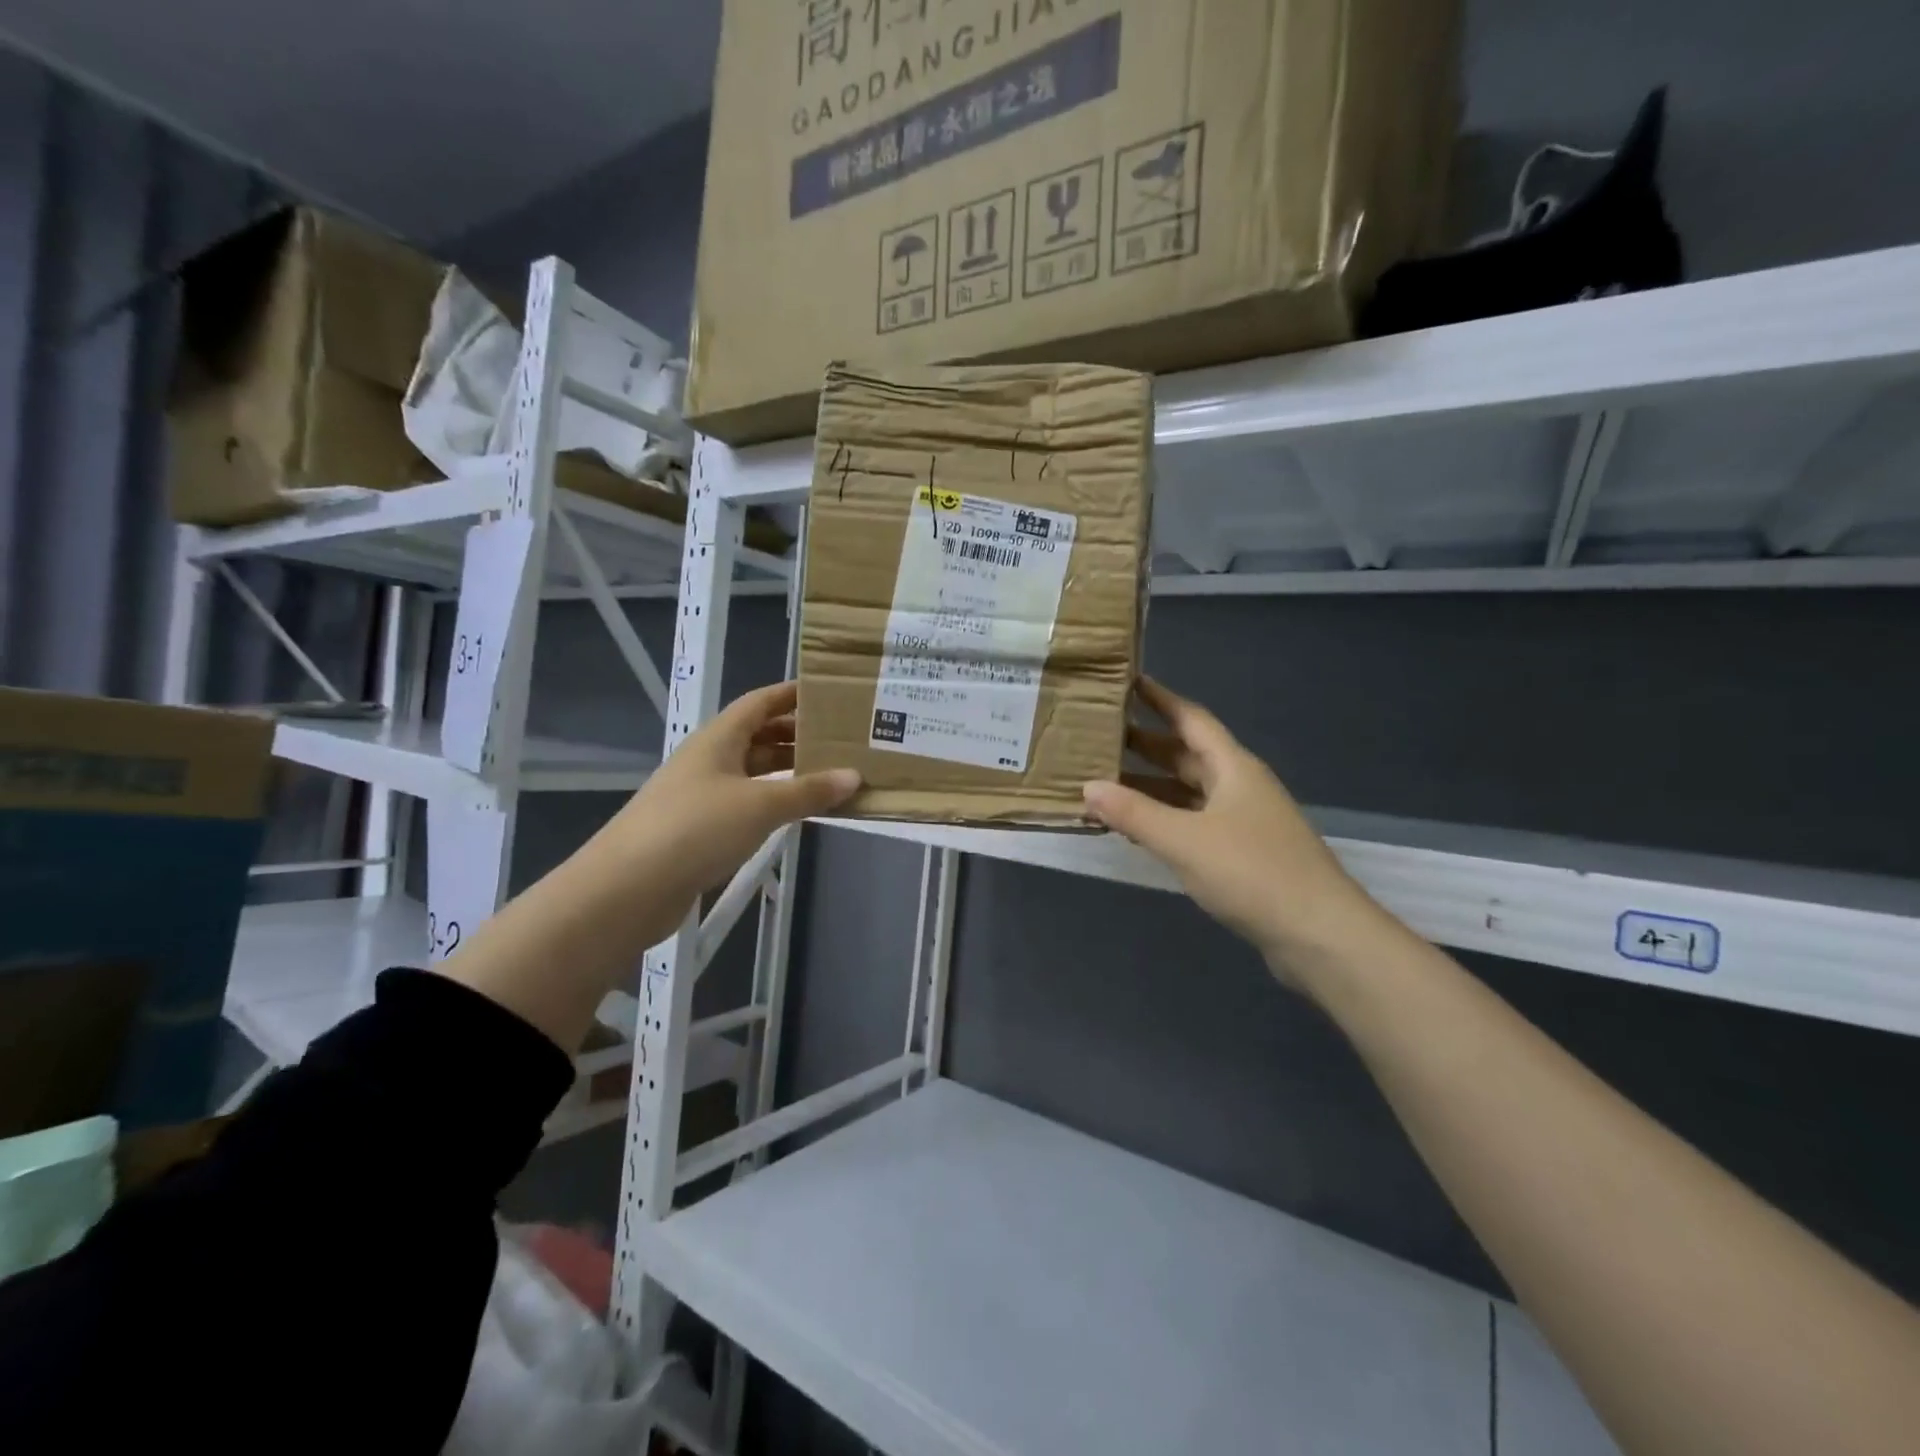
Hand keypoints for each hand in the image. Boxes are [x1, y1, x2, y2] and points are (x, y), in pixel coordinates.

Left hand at [605, 680, 859, 909]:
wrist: (628, 888)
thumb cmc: (697, 828)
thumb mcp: (760, 805)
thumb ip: (808, 791)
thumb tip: (854, 776)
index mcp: (718, 738)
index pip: (760, 702)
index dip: (791, 695)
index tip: (830, 693)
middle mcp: (709, 759)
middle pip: (758, 736)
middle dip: (797, 735)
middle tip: (842, 738)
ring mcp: (702, 794)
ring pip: (753, 771)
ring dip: (788, 771)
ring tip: (831, 773)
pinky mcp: (700, 828)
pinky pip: (746, 802)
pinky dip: (774, 801)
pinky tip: (797, 811)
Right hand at [1082, 678, 1379, 975]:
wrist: (1318, 934)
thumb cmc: (1252, 872)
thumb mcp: (1184, 840)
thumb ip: (1134, 813)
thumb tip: (1088, 787)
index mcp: (1233, 768)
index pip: (1191, 719)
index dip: (1160, 699)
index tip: (1127, 682)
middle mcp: (1238, 786)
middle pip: (1186, 755)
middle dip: (1145, 745)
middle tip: (1099, 736)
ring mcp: (1242, 821)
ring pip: (1188, 792)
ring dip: (1150, 786)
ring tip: (1104, 781)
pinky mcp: (1242, 854)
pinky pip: (1192, 823)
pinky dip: (1163, 820)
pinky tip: (1135, 828)